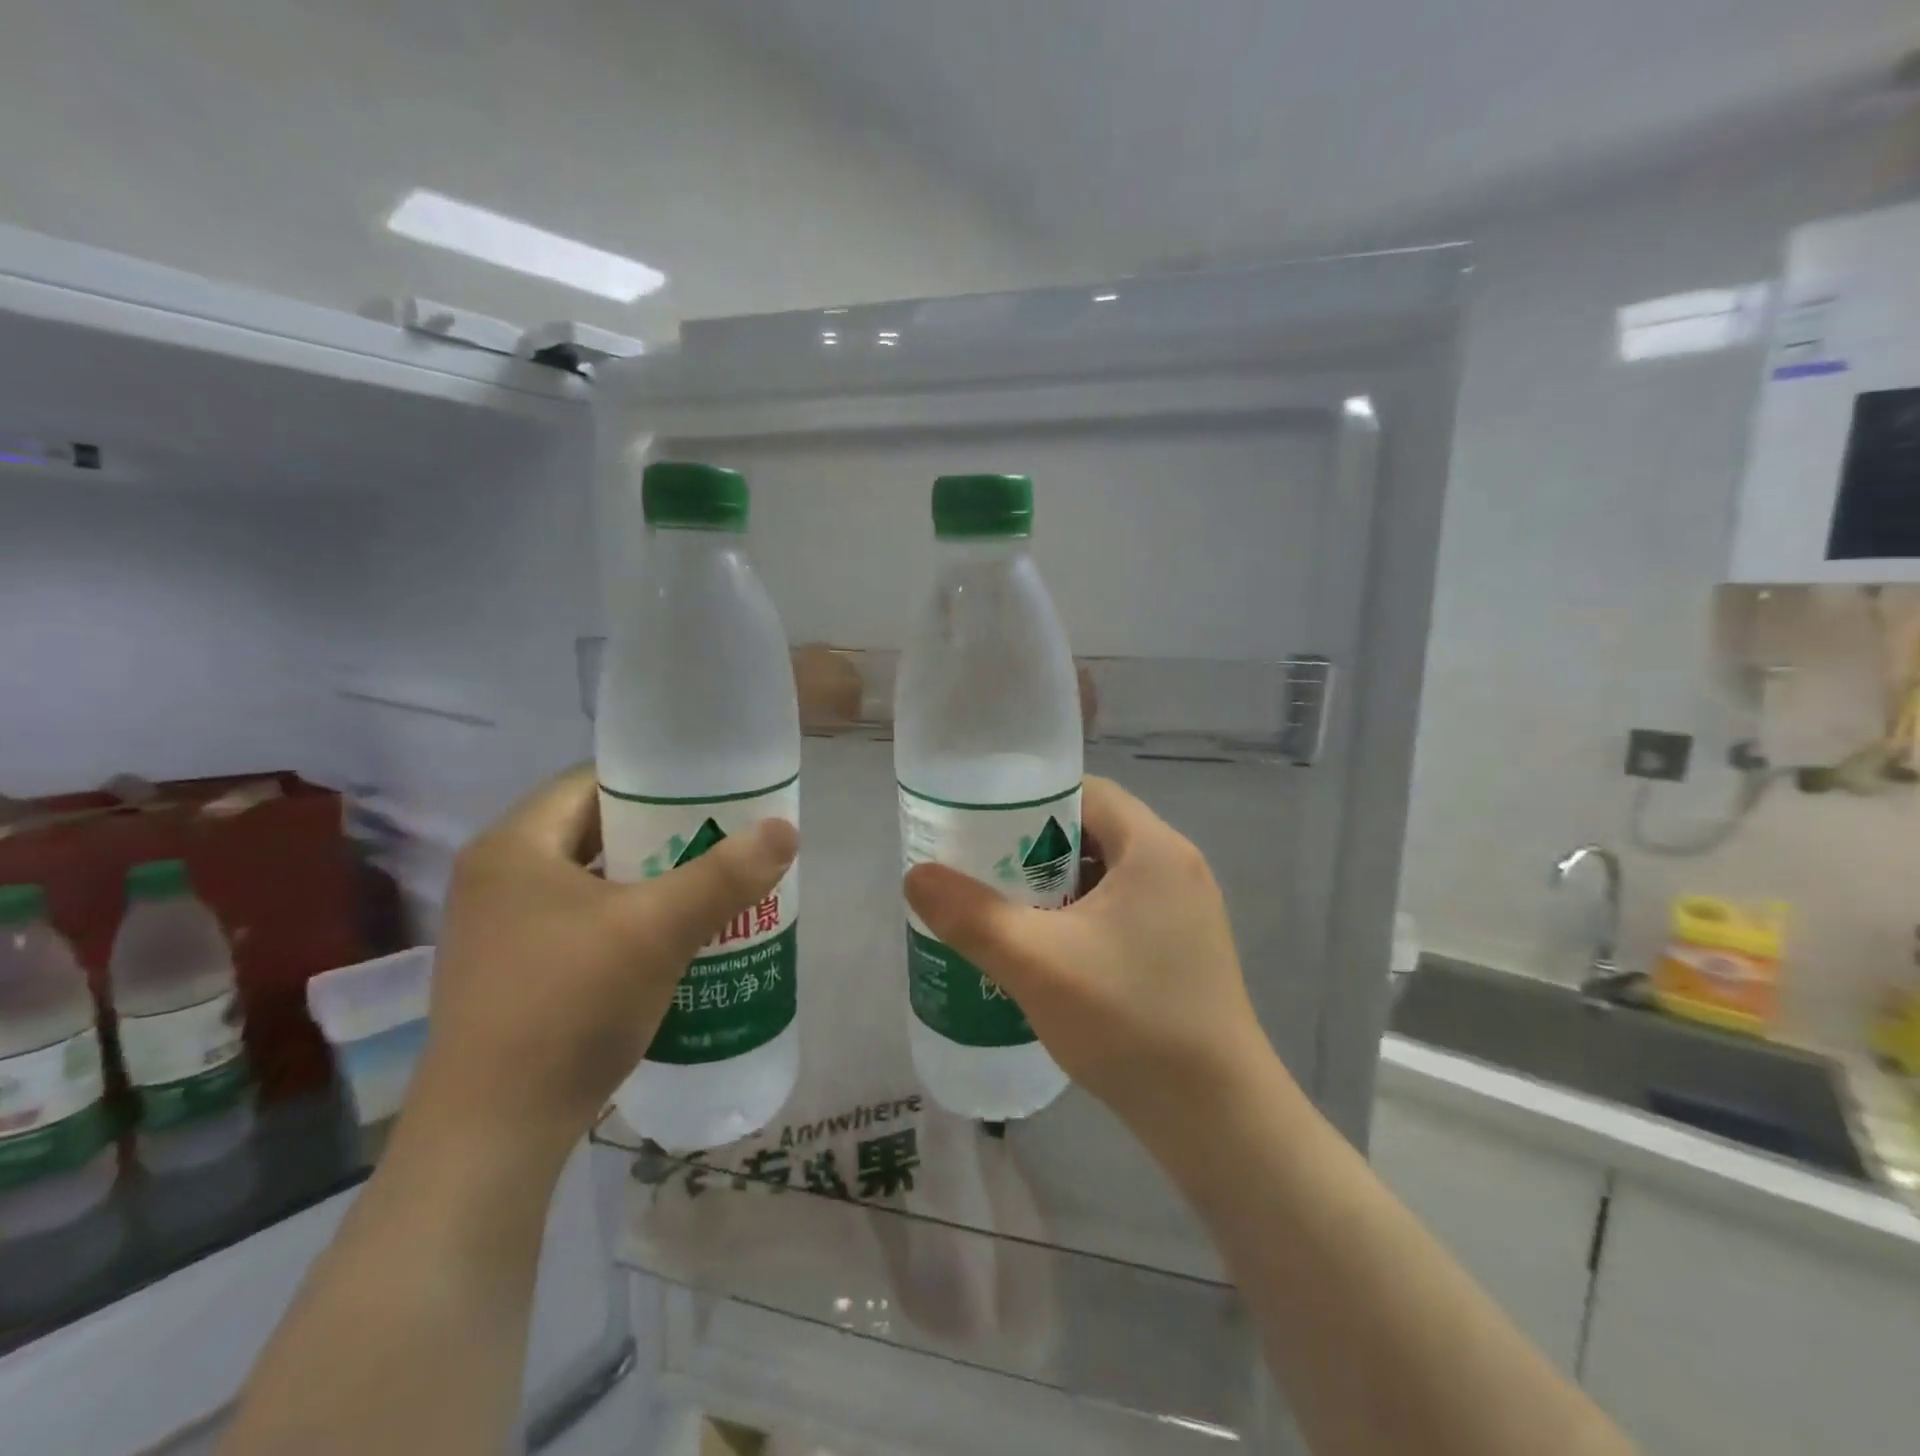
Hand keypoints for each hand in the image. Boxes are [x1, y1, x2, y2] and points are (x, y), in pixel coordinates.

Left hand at [410, 766, 797, 1154]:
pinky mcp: (513, 971)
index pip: (593, 782)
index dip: (657, 782)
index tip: (713, 794)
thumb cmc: (569, 1008)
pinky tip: (673, 938)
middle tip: (723, 839)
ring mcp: (500, 929)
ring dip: (649, 880)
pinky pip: (582, 920)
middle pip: (595, 831)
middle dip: (663, 835)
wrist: (493, 1136)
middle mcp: (497, 878)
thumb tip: (785, 828)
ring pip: (591, 880)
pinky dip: (628, 918)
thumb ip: (724, 875)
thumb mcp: (657, 931)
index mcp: (513, 846)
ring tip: (710, 884)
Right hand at [903, 776, 1273, 1136]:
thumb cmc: (1129, 1021)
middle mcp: (1176, 867)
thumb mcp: (1036, 963)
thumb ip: (971, 915)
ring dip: (1056, 888)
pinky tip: (1049, 956)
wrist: (1217, 1119)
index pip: (1083, 792)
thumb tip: (916, 876)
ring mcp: (1186, 911)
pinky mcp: (1185, 949)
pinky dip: (1081, 919)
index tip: (982, 830)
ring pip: (1105, 876)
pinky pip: (1122, 911)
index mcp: (1154, 847)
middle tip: (985, 875)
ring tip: (1007, 915)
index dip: (1028, 802)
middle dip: (1034, 850)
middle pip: (1092, 832)